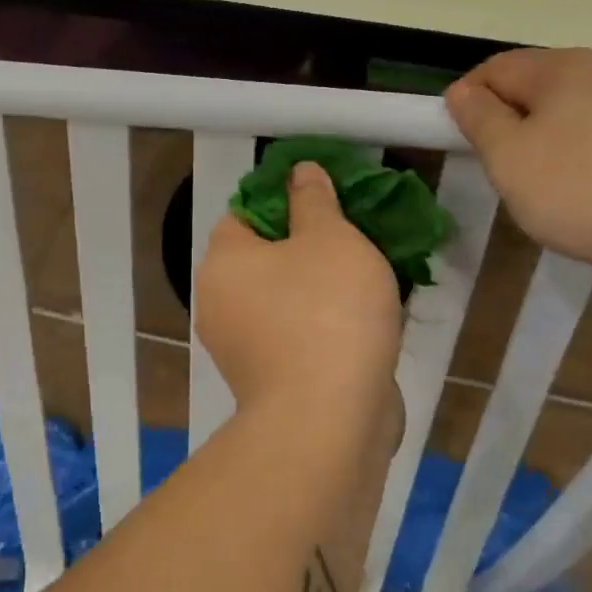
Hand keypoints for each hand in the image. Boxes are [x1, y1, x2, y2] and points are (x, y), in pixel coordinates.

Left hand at [194, 162, 402, 426]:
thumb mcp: (330, 238)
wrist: (328, 420)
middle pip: (266, 258)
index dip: (286, 201)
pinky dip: (323, 326)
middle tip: (357, 240)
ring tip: (371, 280)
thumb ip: (314, 200)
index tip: (330, 205)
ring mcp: (242, 347)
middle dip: (311, 246)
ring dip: (322, 288)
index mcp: (224, 262)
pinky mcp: (268, 380)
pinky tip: (364, 324)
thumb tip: (299, 171)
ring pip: (285, 298)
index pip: (245, 213)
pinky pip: (297, 334)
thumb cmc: (327, 312)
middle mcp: (220, 303)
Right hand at [445, 47, 591, 275]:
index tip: (459, 139)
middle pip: (538, 84)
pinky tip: (590, 185)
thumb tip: (462, 91)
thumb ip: (480, 119)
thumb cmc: (583, 191)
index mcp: (562, 66)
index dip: (467, 99)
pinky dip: (585, 149)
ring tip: (544, 180)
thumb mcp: (510, 159)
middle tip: (500, 166)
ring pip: (574, 107)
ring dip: (548, 135)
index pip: (495, 68)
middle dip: (510, 118)